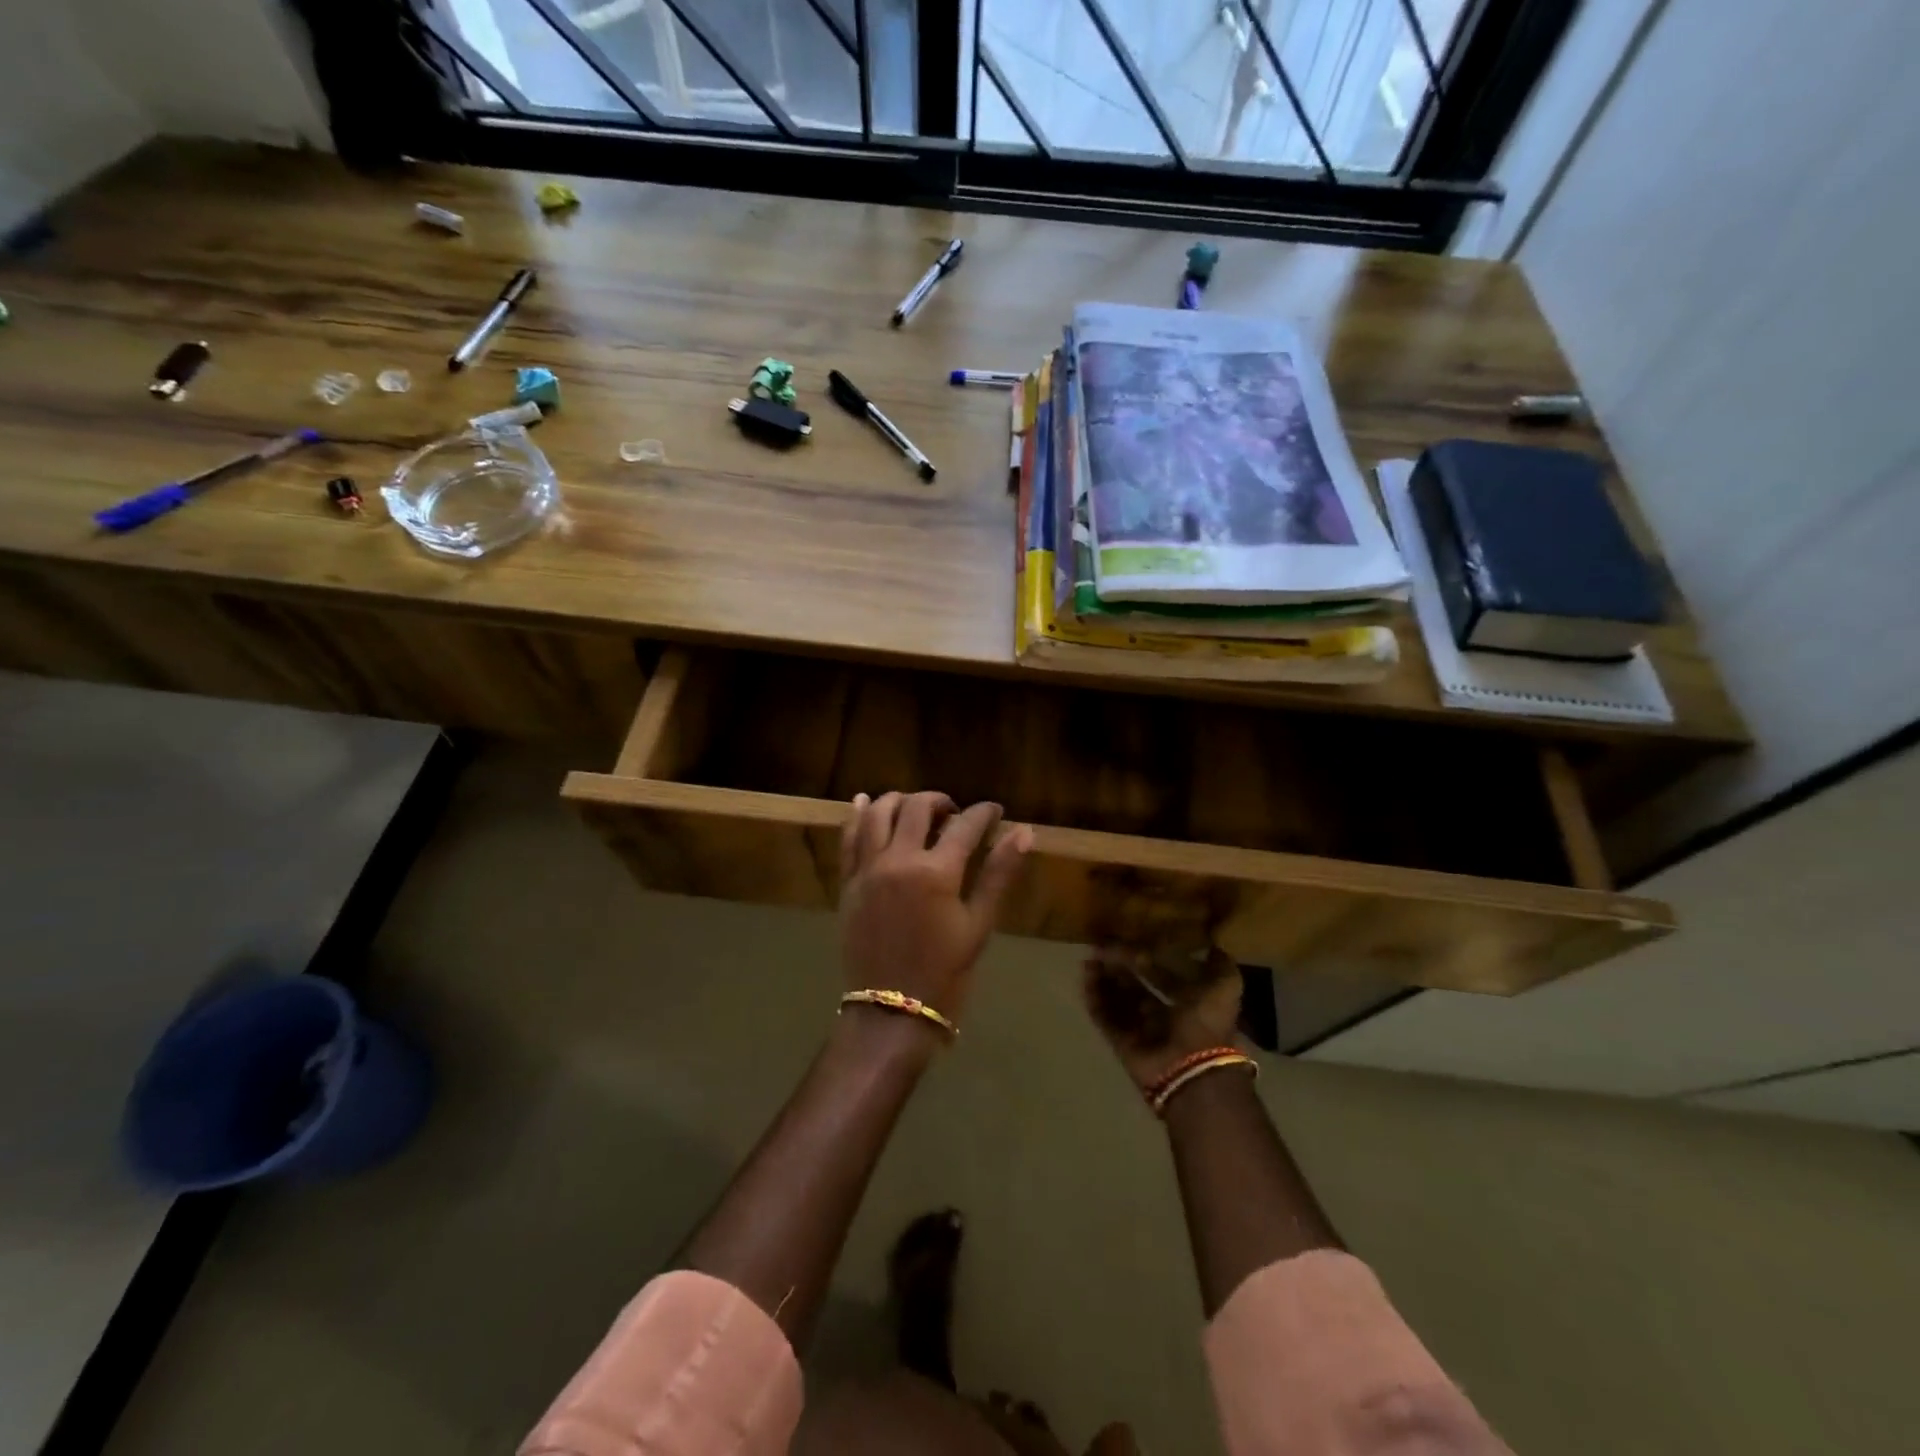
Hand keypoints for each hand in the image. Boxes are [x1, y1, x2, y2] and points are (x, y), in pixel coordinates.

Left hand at [838, 791, 1032, 1026]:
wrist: (890, 1013)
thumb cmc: (944, 973)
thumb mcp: (979, 925)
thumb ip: (998, 875)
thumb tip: (1024, 832)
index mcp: (936, 872)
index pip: (964, 825)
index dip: (983, 813)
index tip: (994, 811)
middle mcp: (898, 860)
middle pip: (917, 808)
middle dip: (940, 801)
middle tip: (954, 812)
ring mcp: (868, 869)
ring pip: (878, 813)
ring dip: (899, 800)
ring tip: (915, 807)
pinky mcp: (848, 882)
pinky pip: (848, 838)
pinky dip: (858, 815)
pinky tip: (864, 802)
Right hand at [1083, 947, 1242, 1090]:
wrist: (1192, 1068)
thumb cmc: (1207, 1022)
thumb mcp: (1225, 986)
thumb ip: (1219, 964)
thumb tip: (1211, 944)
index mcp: (1189, 1003)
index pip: (1163, 976)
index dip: (1147, 959)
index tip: (1129, 938)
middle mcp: (1163, 1016)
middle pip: (1135, 987)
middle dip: (1119, 967)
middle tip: (1101, 946)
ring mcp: (1141, 1030)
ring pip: (1117, 1000)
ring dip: (1104, 980)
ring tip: (1089, 959)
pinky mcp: (1122, 1043)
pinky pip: (1105, 1017)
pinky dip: (1095, 999)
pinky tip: (1085, 979)